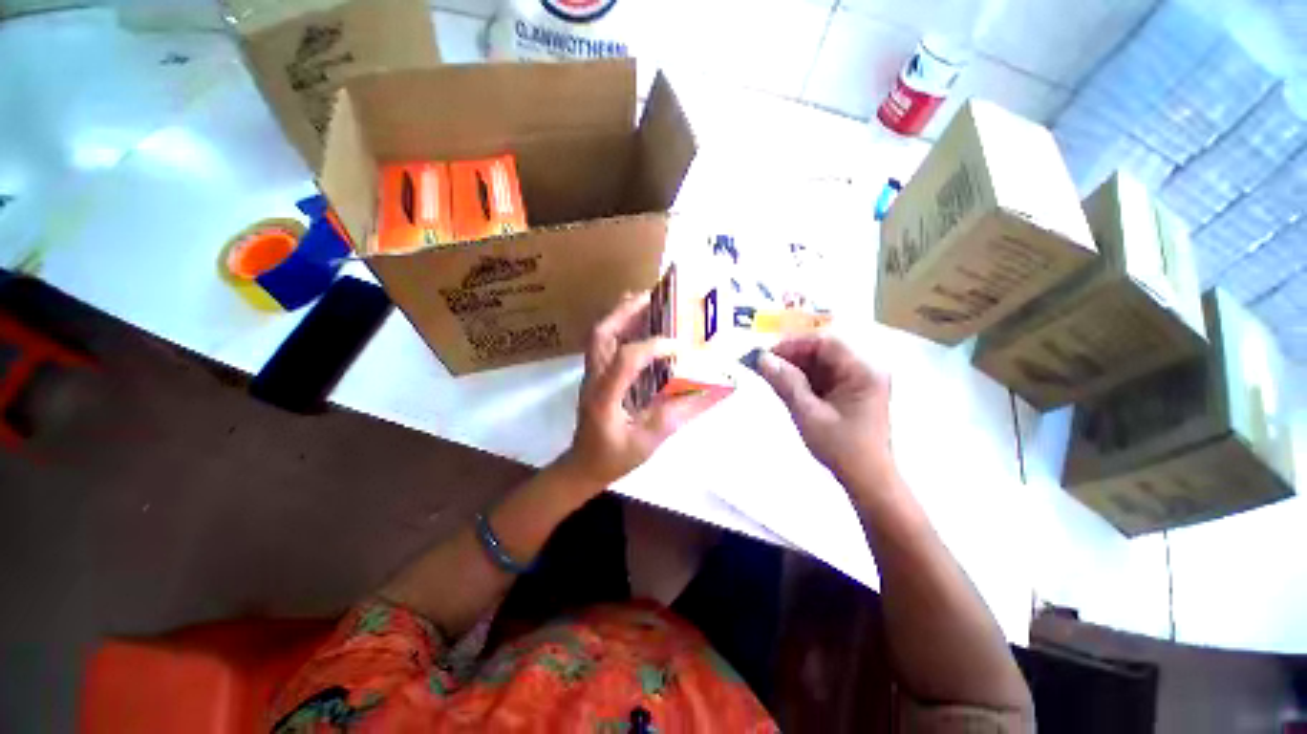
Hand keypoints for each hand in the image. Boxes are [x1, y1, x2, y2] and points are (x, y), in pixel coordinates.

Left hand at [559, 292, 708, 488]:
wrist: (582, 466)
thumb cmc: (614, 458)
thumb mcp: (649, 442)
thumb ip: (678, 416)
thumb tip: (710, 394)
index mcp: (605, 398)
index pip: (625, 360)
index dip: (653, 347)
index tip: (678, 346)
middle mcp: (593, 379)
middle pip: (601, 334)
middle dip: (626, 311)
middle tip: (653, 297)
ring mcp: (590, 374)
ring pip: (599, 334)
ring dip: (621, 314)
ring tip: (646, 301)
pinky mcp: (594, 374)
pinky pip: (603, 343)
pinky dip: (619, 326)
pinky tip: (637, 323)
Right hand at [755, 335, 893, 485]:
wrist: (867, 480)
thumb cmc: (841, 447)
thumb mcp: (808, 413)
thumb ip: (785, 383)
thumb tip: (762, 359)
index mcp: (863, 370)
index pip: (825, 342)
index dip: (794, 344)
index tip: (768, 355)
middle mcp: (865, 370)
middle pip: (824, 351)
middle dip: (793, 357)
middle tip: (766, 367)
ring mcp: (860, 381)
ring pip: (822, 364)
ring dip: (796, 368)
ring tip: (772, 377)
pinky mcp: (852, 393)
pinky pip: (824, 377)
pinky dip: (804, 380)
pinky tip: (787, 387)